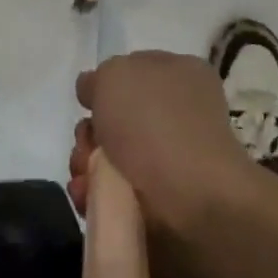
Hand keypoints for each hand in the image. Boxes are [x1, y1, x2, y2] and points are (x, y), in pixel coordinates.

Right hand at [68, 52, 255, 235]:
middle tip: (87, 144)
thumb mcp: (115, 75)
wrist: (191, 202)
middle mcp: (178, 116)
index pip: (135, 71)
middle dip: (90, 133)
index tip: (89, 101)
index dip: (106, 84)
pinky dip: (95, 196)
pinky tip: (87, 197)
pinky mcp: (159, 205)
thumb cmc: (154, 123)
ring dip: (86, 166)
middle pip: (116, 119)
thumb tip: (92, 90)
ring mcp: (170, 163)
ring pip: (109, 158)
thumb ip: (98, 78)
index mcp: (181, 76)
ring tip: (86, 178)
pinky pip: (114, 194)